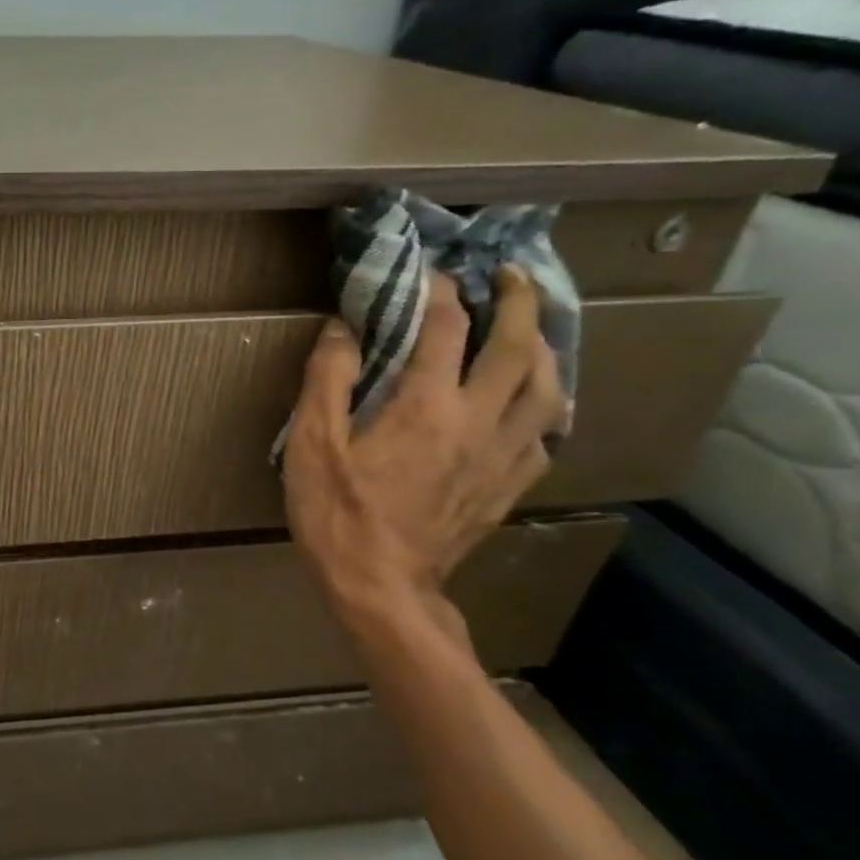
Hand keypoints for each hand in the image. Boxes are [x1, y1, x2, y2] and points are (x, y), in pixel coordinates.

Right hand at [284, 266, 568, 634]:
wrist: (381, 586)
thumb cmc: (336, 512)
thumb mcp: (312, 443)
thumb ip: (327, 379)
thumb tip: (343, 327)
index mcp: (426, 406)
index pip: (445, 329)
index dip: (439, 292)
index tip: (430, 272)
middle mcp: (478, 421)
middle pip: (518, 349)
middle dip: (518, 302)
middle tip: (511, 274)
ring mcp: (504, 455)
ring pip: (548, 388)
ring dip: (544, 347)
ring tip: (531, 329)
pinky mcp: (510, 485)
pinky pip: (546, 432)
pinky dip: (545, 401)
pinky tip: (533, 401)